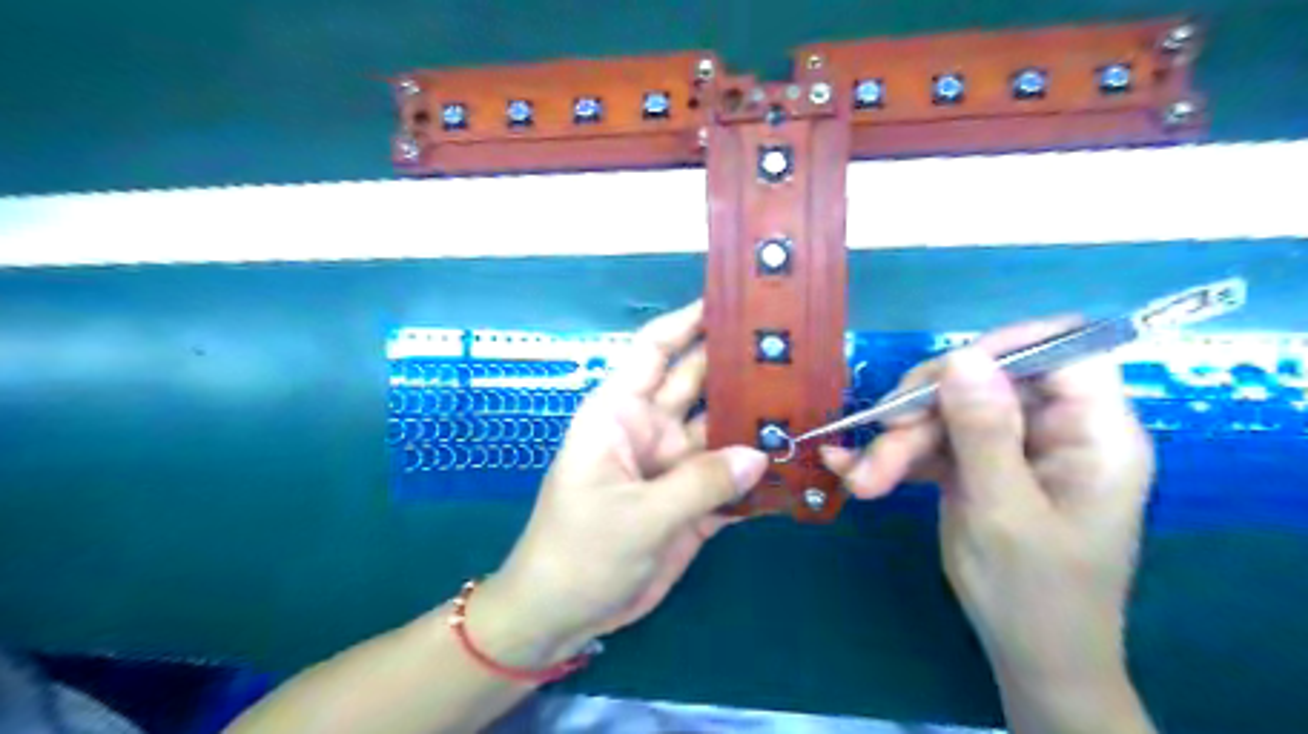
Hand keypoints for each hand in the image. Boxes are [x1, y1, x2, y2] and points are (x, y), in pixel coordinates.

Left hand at [478, 302, 767, 656]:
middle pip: (700, 383)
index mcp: (621, 412)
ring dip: (759, 419)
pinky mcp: (693, 502)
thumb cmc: (580, 551)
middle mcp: (652, 429)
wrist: (564, 615)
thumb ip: (699, 483)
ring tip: (810, 402)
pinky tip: (798, 464)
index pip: (655, 350)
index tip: (734, 301)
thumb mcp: (636, 515)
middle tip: (795, 348)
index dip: (688, 321)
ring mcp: (675, 466)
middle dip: (739, 364)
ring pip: (723, 430)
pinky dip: (759, 473)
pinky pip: (732, 479)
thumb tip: (760, 452)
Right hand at [825, 318, 1153, 686]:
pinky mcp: (977, 464)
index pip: (1065, 351)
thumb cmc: (1035, 594)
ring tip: (862, 481)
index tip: (945, 374)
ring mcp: (1011, 446)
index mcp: (1093, 434)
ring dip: (898, 442)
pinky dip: (894, 456)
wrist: (1028, 656)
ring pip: (947, 412)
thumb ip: (983, 431)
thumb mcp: (1003, 511)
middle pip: (986, 381)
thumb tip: (962, 356)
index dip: (1007, 347)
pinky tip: (852, 469)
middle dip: (925, 411)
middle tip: (881, 443)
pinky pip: (933, 442)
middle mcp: (1053, 429)